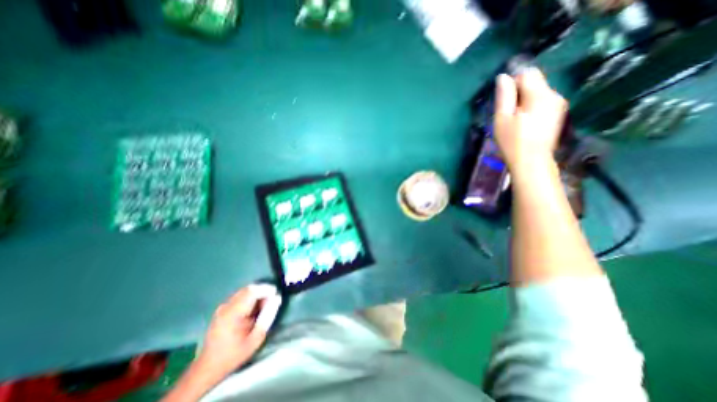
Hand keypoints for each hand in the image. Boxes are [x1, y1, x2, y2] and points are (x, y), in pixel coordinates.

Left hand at [194, 284, 280, 378]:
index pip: (252, 291)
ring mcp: (223, 307)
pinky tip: (252, 311)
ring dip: (256, 295)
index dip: (266, 290)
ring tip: (262, 308)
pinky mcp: (222, 308)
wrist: (208, 367)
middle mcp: (226, 306)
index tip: (276, 296)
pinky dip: (249, 299)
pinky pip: (240, 296)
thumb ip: (268, 316)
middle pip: (248, 289)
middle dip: (262, 292)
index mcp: (233, 313)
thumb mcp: (256, 338)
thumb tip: (277, 298)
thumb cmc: (235, 354)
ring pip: (245, 291)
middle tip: (270, 303)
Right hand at [494, 68, 565, 175]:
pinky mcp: (557, 113)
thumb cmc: (512, 142)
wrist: (531, 161)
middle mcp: (553, 95)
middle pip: (535, 81)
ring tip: (514, 118)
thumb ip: (504, 96)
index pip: (527, 74)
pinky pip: (542, 100)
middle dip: (519, 91)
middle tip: (507, 111)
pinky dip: (531, 105)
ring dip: (524, 99)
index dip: (512, 82)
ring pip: (538, 91)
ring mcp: (558, 104)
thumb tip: (503, 77)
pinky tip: (524, 121)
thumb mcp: (502, 119)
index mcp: (540, 95)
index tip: (503, 99)